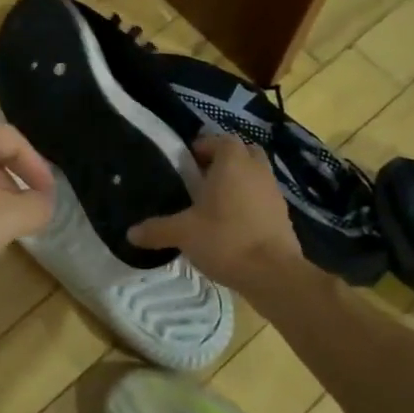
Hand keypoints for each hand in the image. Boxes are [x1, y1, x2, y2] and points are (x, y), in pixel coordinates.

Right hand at [128, 134, 303, 288]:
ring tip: (216, 202)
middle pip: (243, 152)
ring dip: (239, 180)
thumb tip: (130, 233)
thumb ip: (157, 229)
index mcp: (232, 163)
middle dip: (225, 160)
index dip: (204, 146)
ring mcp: (274, 191)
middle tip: (203, 177)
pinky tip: (233, 223)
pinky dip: (250, 201)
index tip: (188, 161)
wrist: (273, 273)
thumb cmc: (225, 240)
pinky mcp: (283, 214)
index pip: (221, 139)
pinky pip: (263, 197)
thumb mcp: (183, 234)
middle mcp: (256, 170)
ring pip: (256, 174)